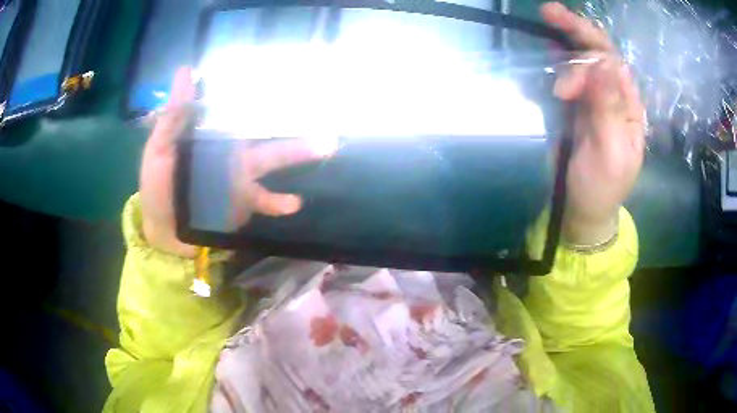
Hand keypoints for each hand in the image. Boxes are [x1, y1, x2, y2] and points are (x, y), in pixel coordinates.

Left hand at [139, 68, 334, 256]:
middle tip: (317, 103)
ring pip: (271, 161)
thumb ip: (173, 116)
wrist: (162, 230)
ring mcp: (240, 178)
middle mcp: (230, 152)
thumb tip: (185, 71)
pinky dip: (279, 202)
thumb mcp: (159, 149)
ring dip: (297, 153)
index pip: (239, 109)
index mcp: (211, 135)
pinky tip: (295, 202)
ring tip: (326, 146)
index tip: (285, 76)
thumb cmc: (156, 187)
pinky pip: (265, 200)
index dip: (260, 93)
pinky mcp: (243, 203)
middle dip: (287, 115)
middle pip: (263, 132)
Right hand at [541, 2, 645, 244]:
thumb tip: (603, 66)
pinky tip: (547, 46)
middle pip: (599, 53)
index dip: (590, 61)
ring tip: (544, 26)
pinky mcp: (577, 103)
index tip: (567, 86)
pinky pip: (569, 71)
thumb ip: (609, 111)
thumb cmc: (602, 187)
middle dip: (578, 31)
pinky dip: (558, 56)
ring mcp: (594, 96)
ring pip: (582, 58)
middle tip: (549, 12)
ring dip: (565, 41)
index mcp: (630, 108)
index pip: (613, 67)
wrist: (583, 207)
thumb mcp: (610, 154)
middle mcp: (614, 95)